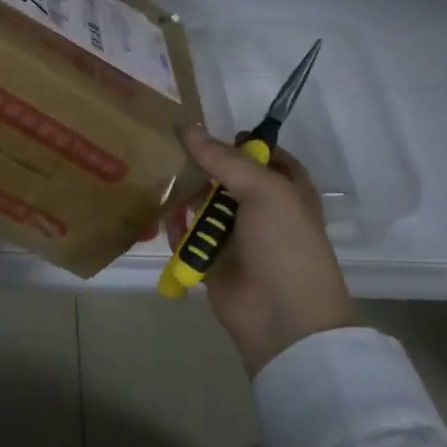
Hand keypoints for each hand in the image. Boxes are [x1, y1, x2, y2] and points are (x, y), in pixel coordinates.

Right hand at [169, 127, 354, 376]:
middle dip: (201, 165)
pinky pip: (188, 237)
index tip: (206, 130)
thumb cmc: (285, 245)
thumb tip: (186, 127)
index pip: (264, 155)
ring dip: (184, 195)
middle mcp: (262, 210)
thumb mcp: (264, 190)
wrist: (283, 318)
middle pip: (227, 178)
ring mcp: (237, 237)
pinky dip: (176, 228)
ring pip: (204, 206)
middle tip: (169, 149)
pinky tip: (163, 216)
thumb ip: (223, 159)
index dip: (240, 141)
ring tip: (158, 177)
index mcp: (287, 190)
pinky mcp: (212, 261)